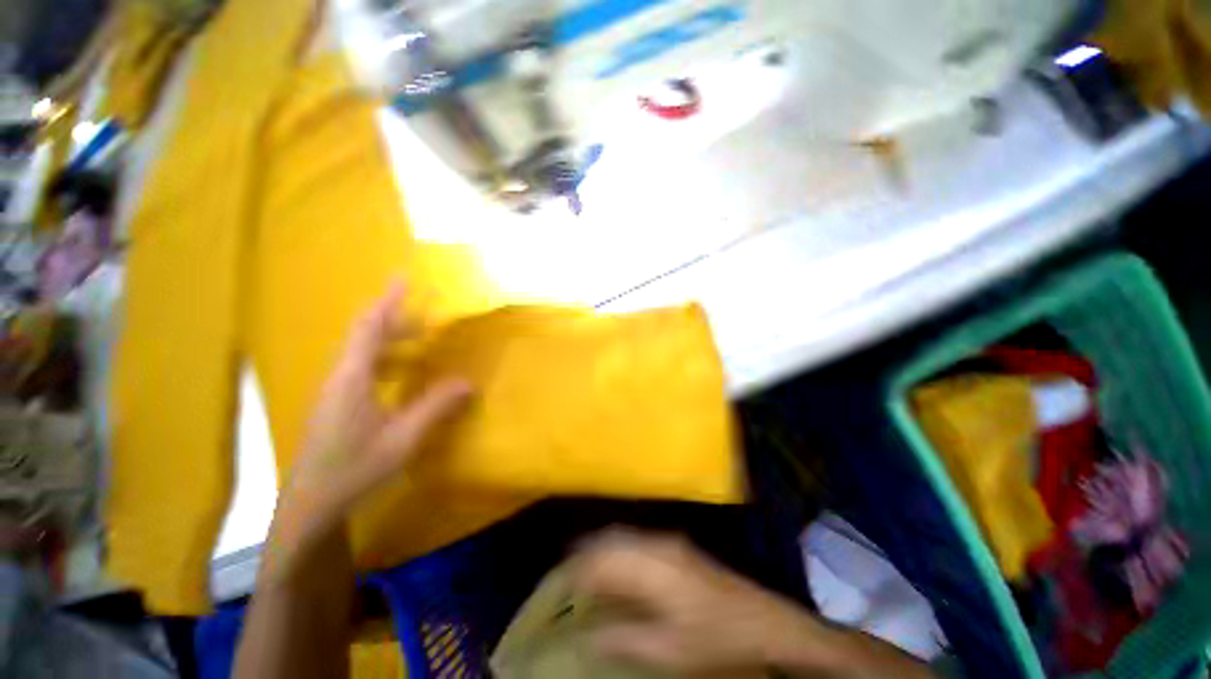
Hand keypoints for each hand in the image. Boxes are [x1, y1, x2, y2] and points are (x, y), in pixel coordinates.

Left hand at [279, 282, 472, 540]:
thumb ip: (436, 406)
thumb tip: (468, 382)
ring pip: (361, 351)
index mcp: (352, 377)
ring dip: (389, 339)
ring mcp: (334, 390)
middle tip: (426, 317)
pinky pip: (360, 367)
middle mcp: (339, 376)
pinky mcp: (335, 402)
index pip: (369, 327)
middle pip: (364, 334)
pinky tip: (400, 372)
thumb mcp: (404, 438)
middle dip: (394, 319)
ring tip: (419, 339)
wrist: (310, 503)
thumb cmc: (355, 468)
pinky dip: (383, 358)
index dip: (387, 301)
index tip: (402, 277)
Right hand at [569, 530, 823, 676]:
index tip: (561, 584)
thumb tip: (585, 635)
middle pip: (611, 539)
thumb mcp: (667, 649)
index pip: (604, 560)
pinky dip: (618, 548)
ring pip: (623, 535)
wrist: (760, 619)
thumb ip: (623, 639)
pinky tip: (615, 564)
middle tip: (566, 571)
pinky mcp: (675, 546)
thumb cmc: (713, 637)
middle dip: (585, 552)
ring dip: (601, 547)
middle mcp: (656, 545)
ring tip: (583, 565)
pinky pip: (636, 539)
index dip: (579, 570)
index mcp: (652, 567)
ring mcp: (668, 542)